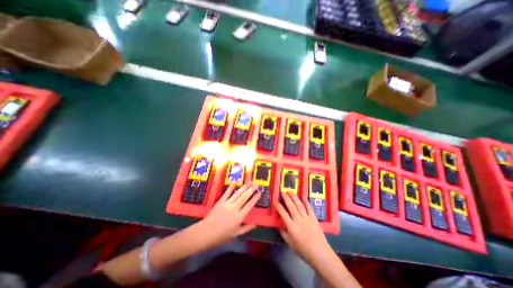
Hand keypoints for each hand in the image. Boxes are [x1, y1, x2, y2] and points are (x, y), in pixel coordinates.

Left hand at [196, 182, 261, 249]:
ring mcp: (227, 204)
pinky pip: (227, 193)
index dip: (255, 198)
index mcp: (239, 217)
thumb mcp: (235, 235)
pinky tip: (235, 182)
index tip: (259, 193)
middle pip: (244, 197)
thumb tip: (255, 224)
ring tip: (250, 182)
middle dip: (251, 190)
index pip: (249, 205)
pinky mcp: (220, 201)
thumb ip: (246, 229)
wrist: (205, 233)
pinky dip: (231, 187)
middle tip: (256, 184)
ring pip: (238, 193)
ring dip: (244, 187)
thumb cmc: (221, 236)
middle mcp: (234, 208)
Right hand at [277, 193, 332, 264]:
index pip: (283, 213)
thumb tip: (278, 224)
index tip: (275, 201)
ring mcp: (307, 218)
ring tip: (290, 191)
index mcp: (291, 227)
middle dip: (286, 198)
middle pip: (291, 206)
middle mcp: (298, 220)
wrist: (320, 253)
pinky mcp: (314, 218)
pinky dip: (306, 201)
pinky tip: (303, 196)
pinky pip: (309, 208)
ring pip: (299, 204)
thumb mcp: (290, 243)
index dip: (278, 206)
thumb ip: (283, 232)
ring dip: (294, 197)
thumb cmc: (303, 250)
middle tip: (282, 192)